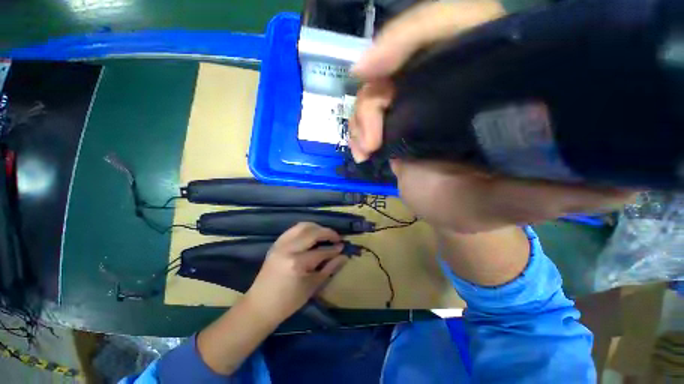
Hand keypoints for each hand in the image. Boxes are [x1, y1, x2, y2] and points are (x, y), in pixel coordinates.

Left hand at [244, 223, 347, 322]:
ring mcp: (280, 244)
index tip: (343, 247)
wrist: (260, 306)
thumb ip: (329, 268)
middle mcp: (288, 249)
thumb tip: (344, 256)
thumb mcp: (312, 286)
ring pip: (302, 226)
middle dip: (327, 233)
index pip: (321, 251)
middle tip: (336, 238)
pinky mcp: (276, 244)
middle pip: (312, 232)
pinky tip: (311, 235)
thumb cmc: (289, 302)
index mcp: (298, 263)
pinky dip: (305, 229)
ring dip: (316, 227)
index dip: (334, 249)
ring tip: (325, 235)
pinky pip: (293, 230)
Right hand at [349, 1, 634, 233]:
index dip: (413, 33)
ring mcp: (420, 100)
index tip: (375, 65)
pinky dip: (357, 130)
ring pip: (377, 87)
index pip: (458, 23)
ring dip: (362, 118)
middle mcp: (454, 81)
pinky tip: (362, 154)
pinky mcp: (398, 120)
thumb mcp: (516, 202)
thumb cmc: (482, 209)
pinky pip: (368, 111)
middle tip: (367, 124)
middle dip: (377, 82)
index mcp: (493, 82)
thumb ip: (562, 191)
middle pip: (404, 54)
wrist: (451, 214)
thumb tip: (625, 176)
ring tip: (365, 151)